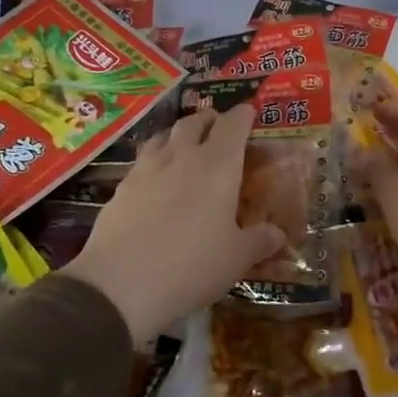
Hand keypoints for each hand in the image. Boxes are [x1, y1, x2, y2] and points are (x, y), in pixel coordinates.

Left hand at [63, 104, 285, 343]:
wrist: (121, 284)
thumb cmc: (192, 266)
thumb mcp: (236, 259)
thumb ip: (259, 241)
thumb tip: (277, 233)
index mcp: (218, 166)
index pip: (233, 125)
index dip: (243, 116)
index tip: (249, 113)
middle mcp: (182, 157)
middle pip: (194, 123)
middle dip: (208, 120)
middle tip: (217, 126)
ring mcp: (146, 169)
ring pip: (163, 136)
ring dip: (178, 134)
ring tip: (184, 145)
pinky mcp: (120, 188)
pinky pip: (143, 161)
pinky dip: (155, 160)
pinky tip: (156, 180)